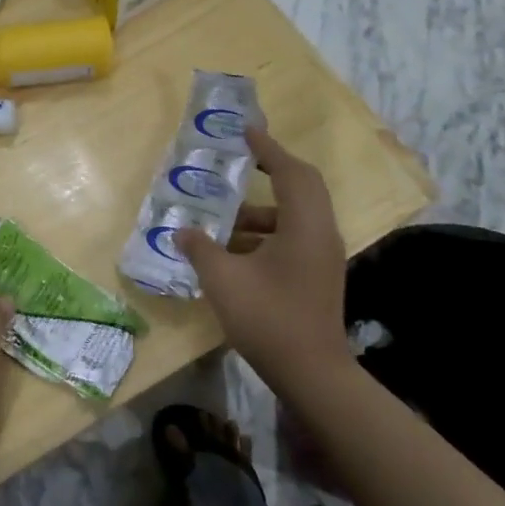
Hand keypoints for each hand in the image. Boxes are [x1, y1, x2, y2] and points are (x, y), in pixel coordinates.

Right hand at [175, 126, 352, 390]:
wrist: (312, 373)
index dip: (267, 149)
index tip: (245, 131)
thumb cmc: (268, 318)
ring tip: (223, 216)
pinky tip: (233, 249)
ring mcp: (322, 256)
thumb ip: (201, 248)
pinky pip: (293, 237)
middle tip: (240, 162)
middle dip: (271, 170)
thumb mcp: (224, 280)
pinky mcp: (317, 275)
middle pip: (301, 187)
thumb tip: (182, 230)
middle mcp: (320, 233)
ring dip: (262, 210)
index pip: (290, 172)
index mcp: (305, 226)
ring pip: (295, 215)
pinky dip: (265, 232)